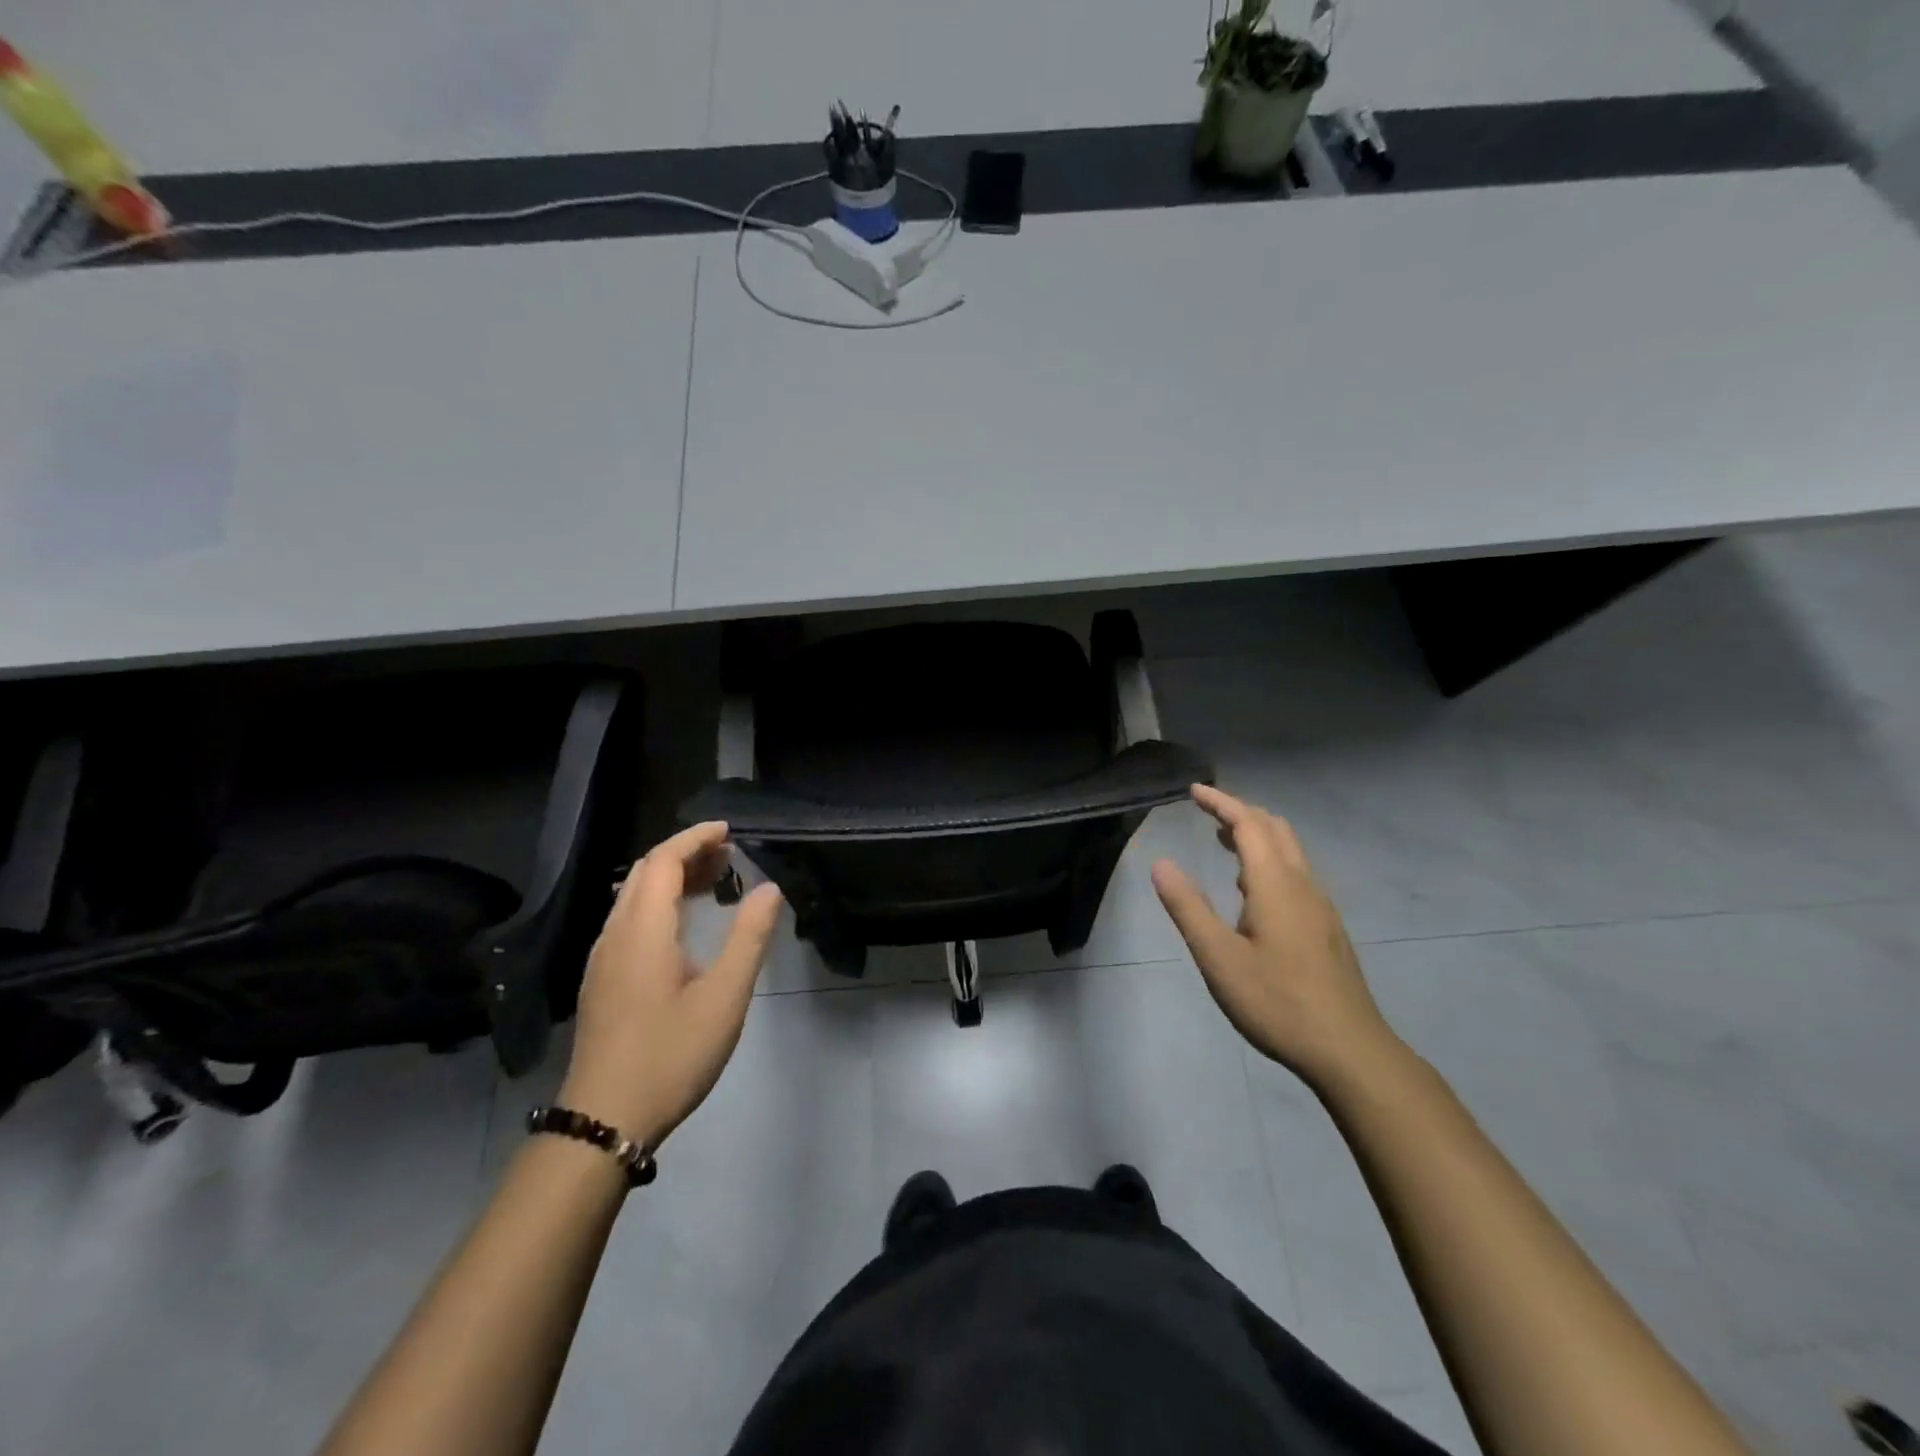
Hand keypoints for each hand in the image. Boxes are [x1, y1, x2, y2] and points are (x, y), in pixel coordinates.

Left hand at [560, 822, 783, 1148]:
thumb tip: (769, 888)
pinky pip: (629, 920)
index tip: (730, 830)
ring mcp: (602, 959)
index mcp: (643, 930)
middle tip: (730, 855)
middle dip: (687, 854)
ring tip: (715, 881)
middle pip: (646, 873)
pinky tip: (685, 925)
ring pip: (634, 896)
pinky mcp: (601, 980)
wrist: (604, 1120)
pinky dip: (660, 902)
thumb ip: (749, 937)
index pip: (664, 861)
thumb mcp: (725, 997)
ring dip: (672, 878)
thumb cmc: (671, 1054)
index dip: (696, 838)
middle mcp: (615, 934)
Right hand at [1151, 785, 1399, 1090]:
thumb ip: (1188, 908)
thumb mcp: (1219, 957)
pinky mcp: (1327, 928)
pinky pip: (1296, 873)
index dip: (1221, 803)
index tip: (1193, 790)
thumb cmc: (1277, 1002)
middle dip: (1240, 812)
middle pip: (1275, 829)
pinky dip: (1269, 859)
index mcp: (1275, 885)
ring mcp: (1320, 907)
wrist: (1349, 1050)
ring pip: (1290, 851)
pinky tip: (1251, 890)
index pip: (1248, 825)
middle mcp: (1303, 885)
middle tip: (1207, 810)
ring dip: (1256, 835)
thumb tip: (1161, 863)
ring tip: (1223, 841)